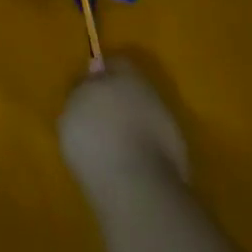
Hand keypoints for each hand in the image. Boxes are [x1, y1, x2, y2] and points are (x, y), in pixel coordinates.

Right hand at [59, 58, 189, 197]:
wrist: (135, 188)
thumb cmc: (94, 132)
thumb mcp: (72, 104)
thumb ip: (83, 90)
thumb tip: (92, 82)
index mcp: (129, 76)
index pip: (116, 63)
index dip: (101, 73)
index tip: (85, 85)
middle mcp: (155, 98)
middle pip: (134, 93)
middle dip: (118, 102)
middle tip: (95, 115)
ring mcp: (172, 133)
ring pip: (146, 121)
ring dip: (130, 128)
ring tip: (106, 144)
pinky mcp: (179, 167)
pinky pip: (152, 148)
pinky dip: (139, 152)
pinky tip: (121, 163)